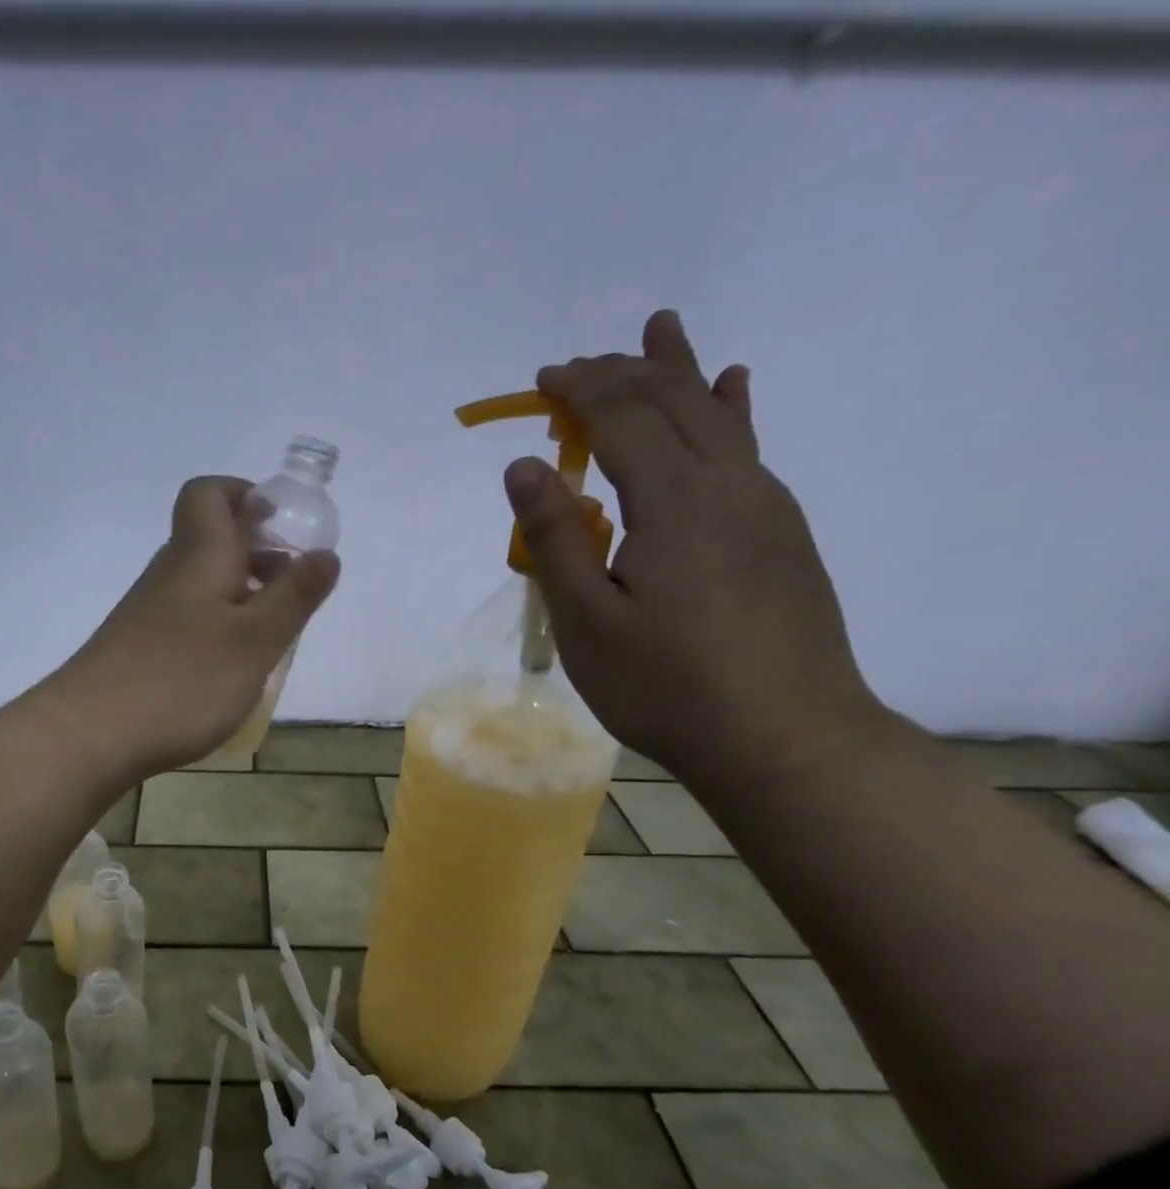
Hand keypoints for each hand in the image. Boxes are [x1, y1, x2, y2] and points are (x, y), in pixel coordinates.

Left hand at [42, 477, 339, 780]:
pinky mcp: (139, 648)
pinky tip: (230, 669)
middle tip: (294, 592)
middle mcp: (170, 573)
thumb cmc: (182, 681)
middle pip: (211, 540)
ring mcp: (149, 612)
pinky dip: (218, 629)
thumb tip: (326, 553)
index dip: (246, 495)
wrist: (89, 734)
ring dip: (242, 597)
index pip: (209, 494)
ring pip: (202, 584)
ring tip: (272, 637)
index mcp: (200, 555)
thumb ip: (294, 596)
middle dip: (259, 554)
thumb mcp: (255, 640)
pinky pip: (188, 620)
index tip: (282, 527)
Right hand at [507, 310, 881, 780]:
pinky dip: (730, 410)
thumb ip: (555, 539)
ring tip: (662, 329)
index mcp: (676, 502)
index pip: (623, 418)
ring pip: (718, 416)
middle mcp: (729, 484)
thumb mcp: (588, 622)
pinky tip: (735, 389)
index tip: (542, 380)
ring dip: (680, 373)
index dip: (580, 391)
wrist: (784, 737)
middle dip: (623, 374)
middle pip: (674, 403)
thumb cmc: (667, 687)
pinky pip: (748, 449)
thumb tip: (525, 466)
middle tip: (579, 364)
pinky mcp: (782, 533)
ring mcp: (765, 505)